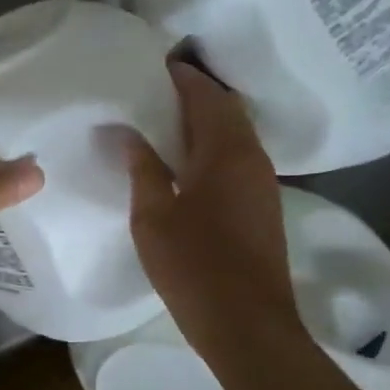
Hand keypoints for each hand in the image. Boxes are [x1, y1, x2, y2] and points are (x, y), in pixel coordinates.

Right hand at [126, 62, 300, 339]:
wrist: (247, 324)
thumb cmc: (193, 266)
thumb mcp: (153, 216)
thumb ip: (141, 168)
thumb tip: (127, 131)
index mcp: (225, 153)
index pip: (206, 97)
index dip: (183, 77)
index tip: (155, 65)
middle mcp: (252, 158)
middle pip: (227, 111)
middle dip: (195, 94)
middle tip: (155, 91)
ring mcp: (262, 183)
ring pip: (235, 135)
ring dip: (205, 121)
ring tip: (163, 122)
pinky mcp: (262, 206)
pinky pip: (237, 158)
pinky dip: (212, 146)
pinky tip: (183, 162)